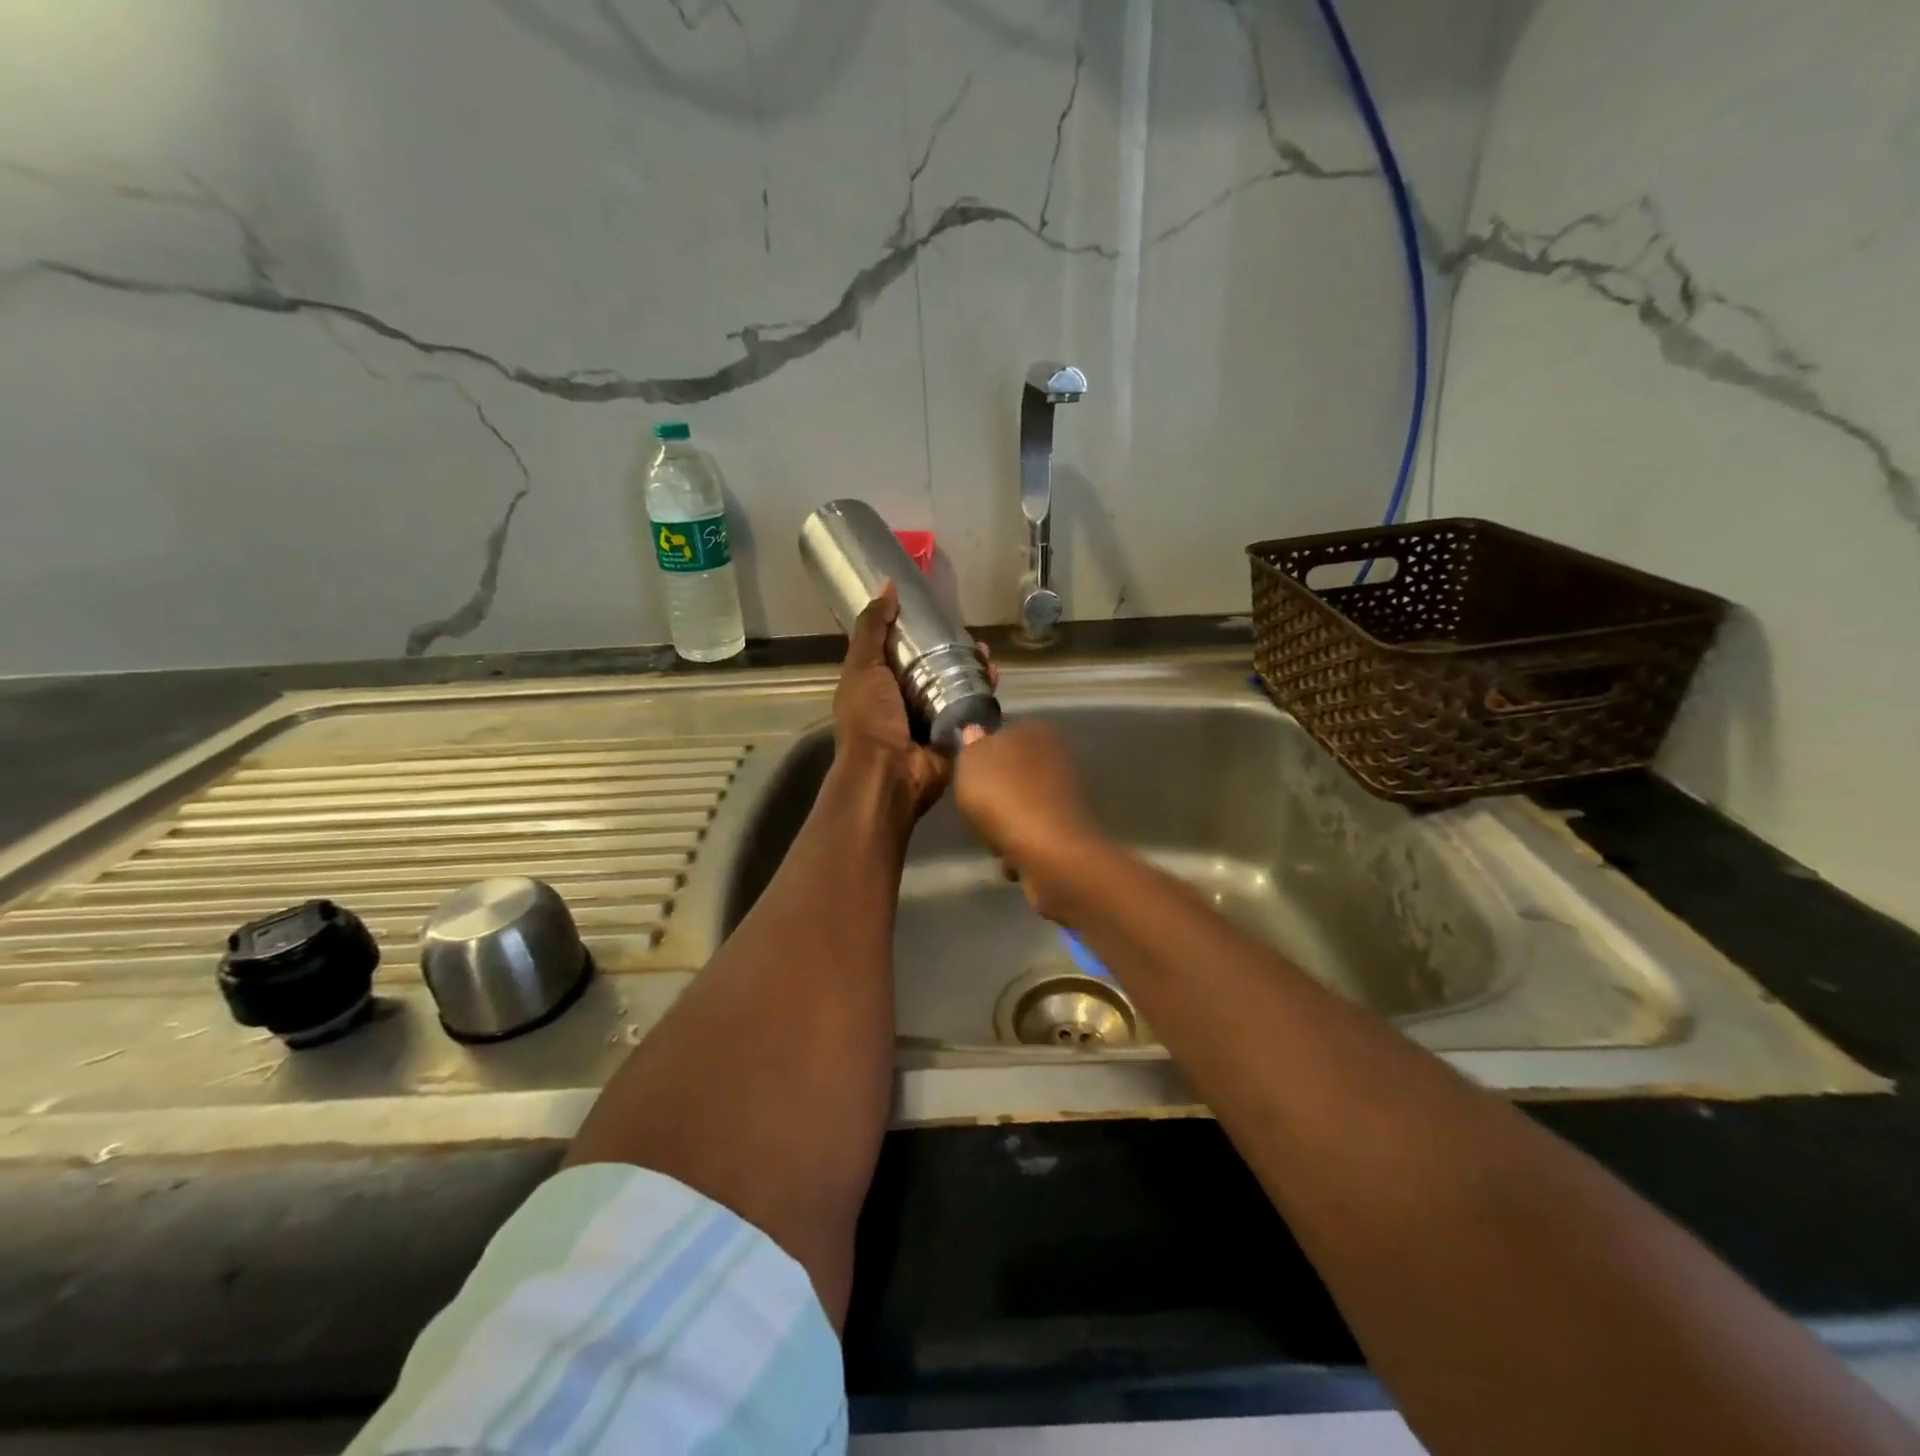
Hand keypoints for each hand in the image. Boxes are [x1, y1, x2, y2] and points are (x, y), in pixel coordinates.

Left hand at [833, 581, 990, 822]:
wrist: (889, 774)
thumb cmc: (870, 719)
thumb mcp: (862, 666)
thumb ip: (872, 627)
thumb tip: (887, 585)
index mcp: (878, 685)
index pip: (900, 651)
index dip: (916, 631)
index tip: (936, 613)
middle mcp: (904, 701)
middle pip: (932, 667)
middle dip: (952, 650)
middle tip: (970, 634)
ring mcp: (931, 719)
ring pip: (956, 686)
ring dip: (972, 669)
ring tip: (986, 654)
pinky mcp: (954, 735)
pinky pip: (971, 708)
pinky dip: (983, 693)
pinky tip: (993, 676)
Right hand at [953, 720, 1105, 918]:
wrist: (1049, 850)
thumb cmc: (1003, 796)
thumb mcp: (970, 761)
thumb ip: (971, 745)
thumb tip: (975, 732)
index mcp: (1034, 729)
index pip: (1002, 732)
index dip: (981, 752)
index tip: (966, 775)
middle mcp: (1057, 755)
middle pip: (1012, 771)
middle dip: (995, 792)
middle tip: (976, 809)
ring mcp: (1066, 794)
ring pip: (1022, 804)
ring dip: (1006, 822)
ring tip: (994, 839)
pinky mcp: (1070, 829)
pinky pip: (1034, 833)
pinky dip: (1022, 846)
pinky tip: (1013, 857)